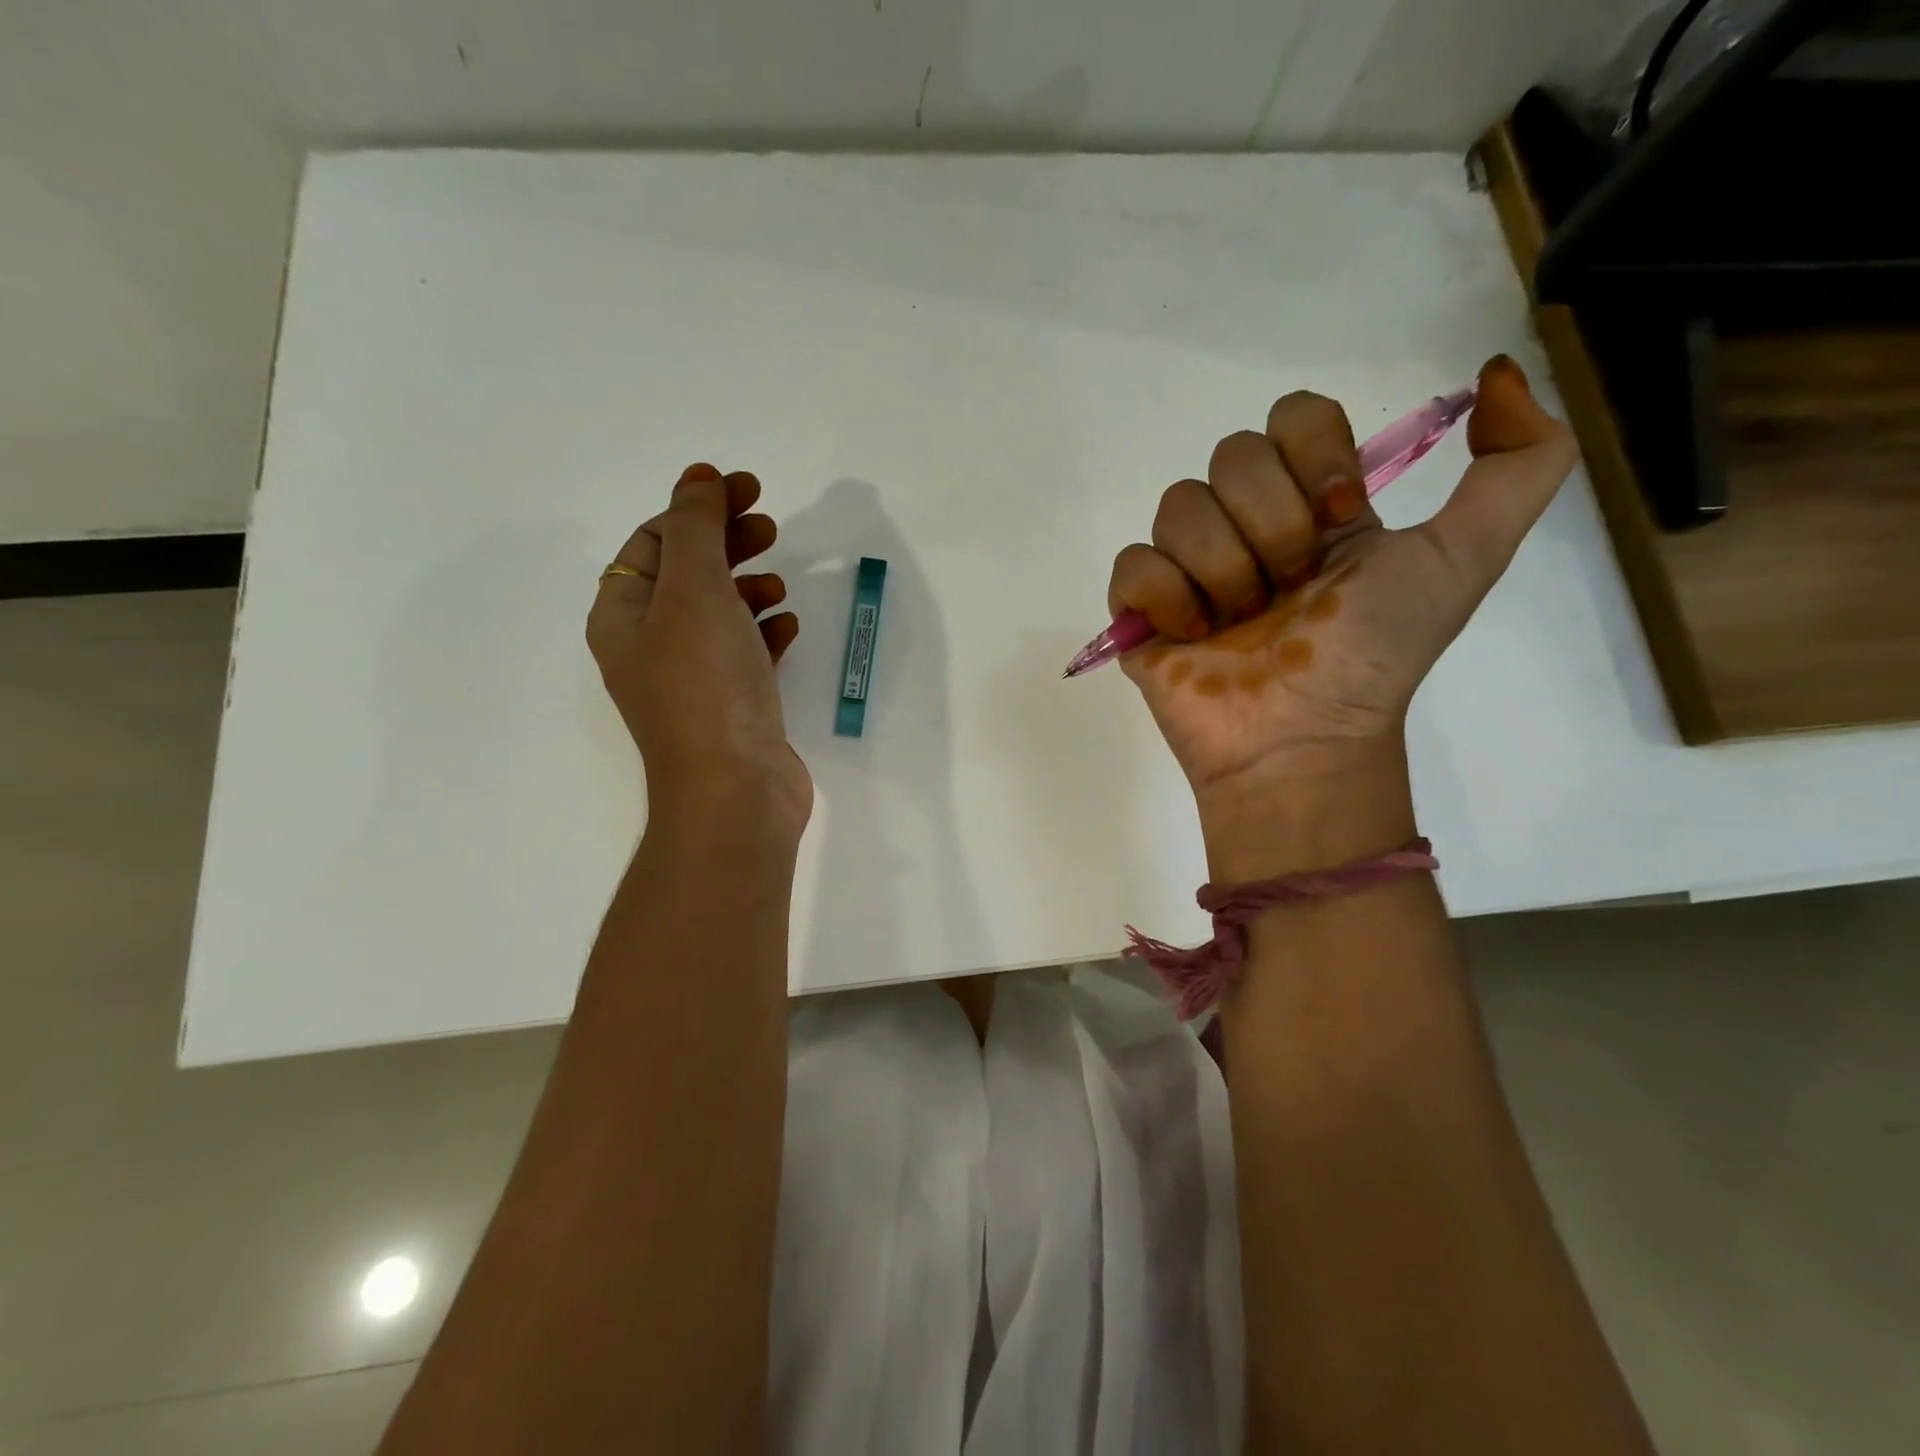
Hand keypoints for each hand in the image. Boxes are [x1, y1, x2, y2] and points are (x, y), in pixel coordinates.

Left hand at [587, 463, 811, 838]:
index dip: (698, 508)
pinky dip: (765, 632)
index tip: (748, 489)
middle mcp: (650, 645)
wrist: (734, 790)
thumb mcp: (694, 591)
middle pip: (688, 573)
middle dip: (728, 542)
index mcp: (624, 615)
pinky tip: (787, 628)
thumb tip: (697, 478)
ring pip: (719, 613)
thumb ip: (696, 528)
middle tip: (771, 525)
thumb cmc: (706, 685)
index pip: (655, 541)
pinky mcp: (732, 706)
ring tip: (780, 583)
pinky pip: (745, 653)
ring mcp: (693, 679)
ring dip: (748, 587)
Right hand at [1107, 356, 1577, 836]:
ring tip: (1240, 623)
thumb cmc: (1374, 655)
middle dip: (1271, 526)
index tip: (1339, 519)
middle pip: (1233, 455)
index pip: (1294, 416)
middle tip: (1290, 590)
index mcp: (1313, 506)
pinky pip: (1132, 563)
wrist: (1302, 740)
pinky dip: (1167, 596)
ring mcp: (1188, 566)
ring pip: (1178, 505)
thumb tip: (1496, 374)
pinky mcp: (1141, 609)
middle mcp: (1247, 525)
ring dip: (1223, 568)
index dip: (1314, 455)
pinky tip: (1193, 633)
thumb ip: (1521, 463)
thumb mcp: (1466, 557)